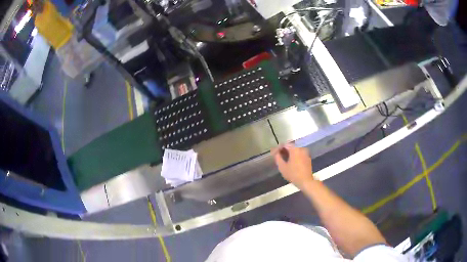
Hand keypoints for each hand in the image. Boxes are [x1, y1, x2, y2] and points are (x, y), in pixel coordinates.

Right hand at [271, 143, 313, 188]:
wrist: (305, 181)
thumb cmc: (293, 174)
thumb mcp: (282, 167)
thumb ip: (278, 158)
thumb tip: (276, 153)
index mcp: (295, 149)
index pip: (284, 144)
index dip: (278, 148)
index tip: (274, 153)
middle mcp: (301, 148)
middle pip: (291, 146)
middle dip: (284, 150)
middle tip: (279, 156)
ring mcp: (306, 153)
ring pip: (295, 149)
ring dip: (289, 153)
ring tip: (284, 159)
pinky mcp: (308, 158)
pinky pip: (299, 153)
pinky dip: (295, 155)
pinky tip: (291, 162)